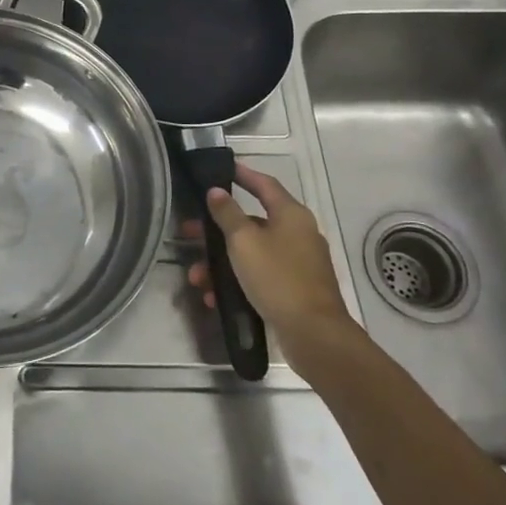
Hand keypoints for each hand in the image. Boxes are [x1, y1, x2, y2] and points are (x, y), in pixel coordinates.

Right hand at [185, 164, 357, 367]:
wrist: (314, 335)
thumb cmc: (278, 277)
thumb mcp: (244, 241)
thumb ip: (227, 213)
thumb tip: (216, 191)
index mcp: (291, 215)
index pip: (265, 184)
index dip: (243, 175)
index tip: (223, 169)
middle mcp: (298, 234)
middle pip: (252, 222)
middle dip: (218, 230)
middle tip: (191, 233)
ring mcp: (298, 263)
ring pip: (252, 253)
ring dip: (222, 263)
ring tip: (198, 278)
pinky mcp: (295, 290)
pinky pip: (260, 277)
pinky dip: (237, 282)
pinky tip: (215, 298)